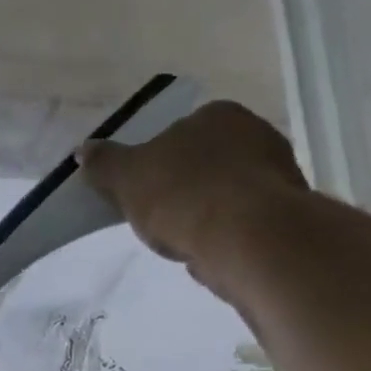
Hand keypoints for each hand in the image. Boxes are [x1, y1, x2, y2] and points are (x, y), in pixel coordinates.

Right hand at [77, 100, 309, 262]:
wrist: (247, 238)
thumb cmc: (184, 196)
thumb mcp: (129, 179)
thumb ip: (105, 164)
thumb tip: (83, 150)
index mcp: (216, 114)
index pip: (180, 135)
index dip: (158, 166)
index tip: (146, 197)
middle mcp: (255, 132)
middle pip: (207, 164)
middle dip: (186, 190)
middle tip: (164, 222)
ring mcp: (277, 172)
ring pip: (229, 195)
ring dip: (208, 216)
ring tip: (187, 244)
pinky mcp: (287, 213)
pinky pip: (245, 224)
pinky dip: (227, 237)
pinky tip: (213, 255)